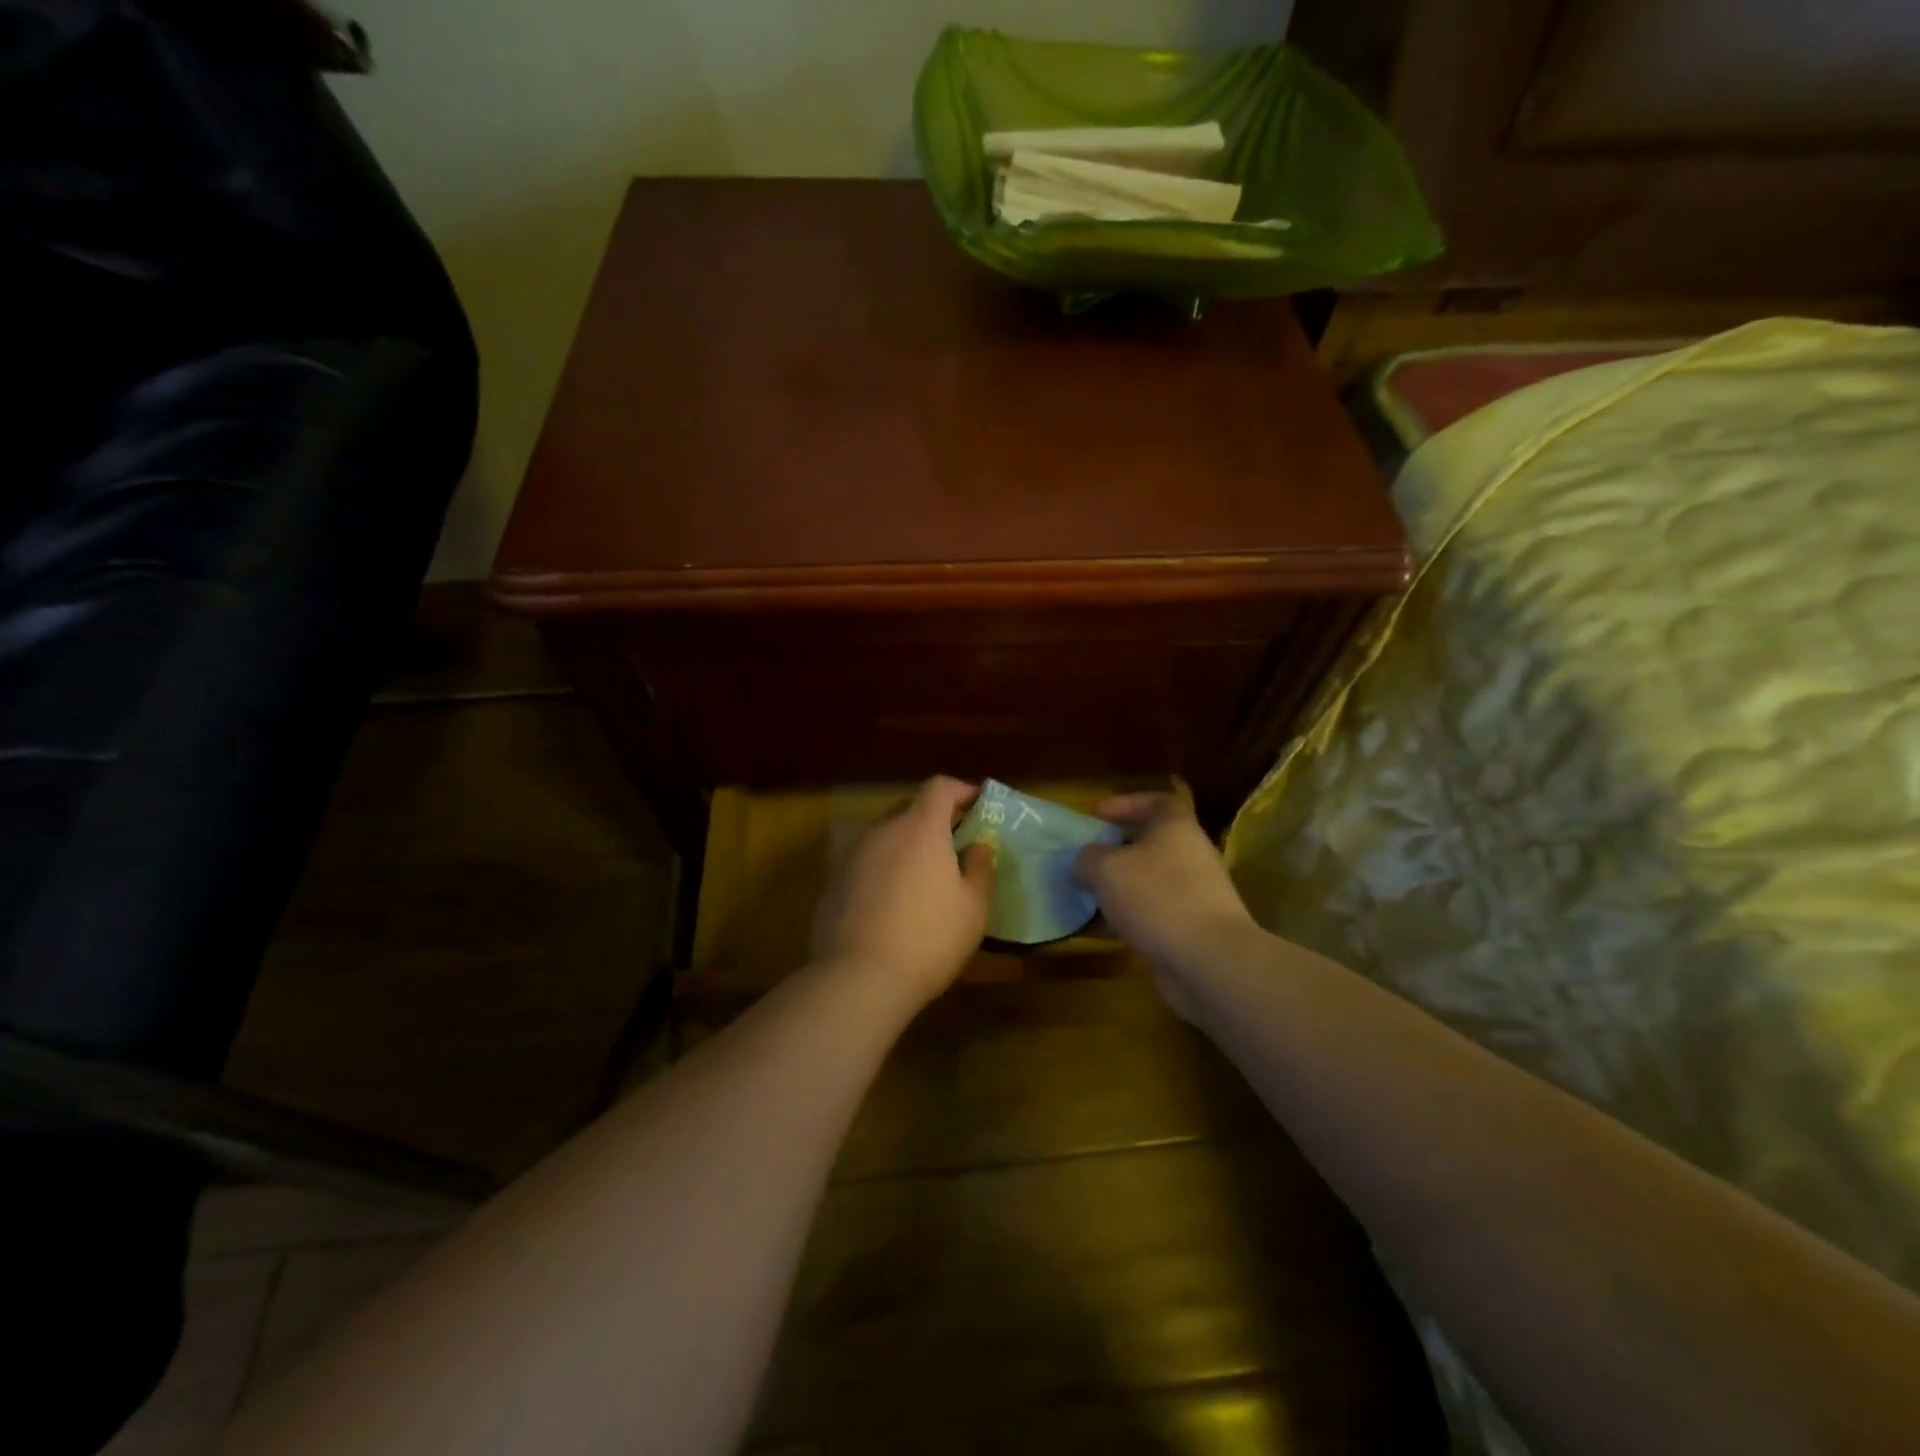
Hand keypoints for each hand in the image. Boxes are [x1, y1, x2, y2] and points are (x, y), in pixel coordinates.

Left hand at [812, 776, 994, 1012]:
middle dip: (934, 818)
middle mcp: (882, 830)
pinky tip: (892, 900)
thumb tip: (977, 846)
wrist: (859, 979)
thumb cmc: (929, 938)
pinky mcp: (833, 881)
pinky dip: (883, 867)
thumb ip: (979, 868)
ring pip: (885, 834)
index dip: (961, 790)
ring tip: (923, 874)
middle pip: (909, 807)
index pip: (940, 787)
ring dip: (906, 843)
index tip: (978, 805)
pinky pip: (866, 861)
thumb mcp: (973, 908)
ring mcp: (852, 855)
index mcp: (919, 827)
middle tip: (954, 843)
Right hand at [1073, 793, 1257, 1018]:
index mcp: (1176, 828)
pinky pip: (1152, 914)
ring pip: (1148, 882)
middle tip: (1085, 858)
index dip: (1125, 803)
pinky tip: (1100, 930)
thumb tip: (1082, 863)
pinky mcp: (1189, 929)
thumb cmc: (1157, 897)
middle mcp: (1190, 855)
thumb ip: (1087, 858)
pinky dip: (1127, 919)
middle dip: (1115, 850)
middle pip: (1150, 843)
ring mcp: (1193, 894)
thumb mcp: (1107, 868)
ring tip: (1085, 896)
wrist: (1208, 960)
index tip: (1096, 815)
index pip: (1156, 801)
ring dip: (1118, 888)